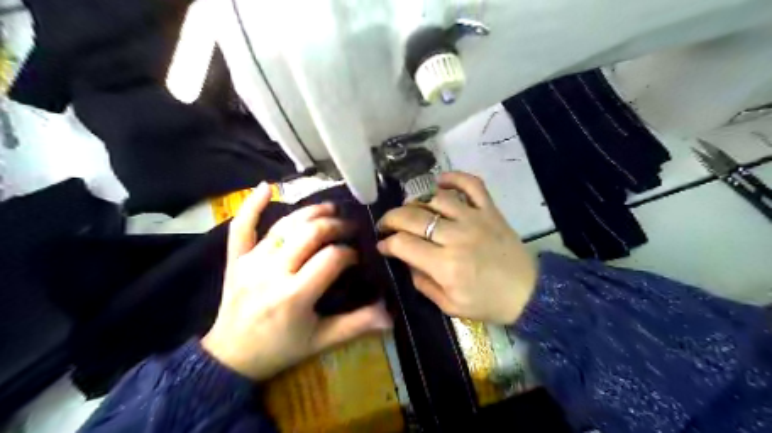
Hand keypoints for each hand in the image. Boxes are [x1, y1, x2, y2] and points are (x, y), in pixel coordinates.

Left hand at [202, 184, 392, 380]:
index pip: (331, 258)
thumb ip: (356, 325)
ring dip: (310, 212)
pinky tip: (266, 187)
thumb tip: (390, 316)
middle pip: (310, 234)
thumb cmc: (280, 349)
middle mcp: (272, 272)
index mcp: (295, 295)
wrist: (230, 358)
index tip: (356, 258)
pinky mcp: (235, 259)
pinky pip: (241, 227)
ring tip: (330, 209)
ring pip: (284, 226)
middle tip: (348, 229)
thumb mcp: (321, 341)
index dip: (349, 253)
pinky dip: (251, 205)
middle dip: (335, 226)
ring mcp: (251, 262)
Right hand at [376, 171, 538, 323]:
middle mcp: (456, 237)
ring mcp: (474, 219)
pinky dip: (454, 177)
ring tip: (411, 210)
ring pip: (436, 198)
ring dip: (417, 202)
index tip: (382, 245)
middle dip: (391, 218)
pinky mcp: (490, 210)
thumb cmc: (488, 303)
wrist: (529, 292)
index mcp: (445, 265)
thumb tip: (406, 260)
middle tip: (386, 224)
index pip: (403, 244)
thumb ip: (423, 283)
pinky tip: (439, 182)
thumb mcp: (450, 306)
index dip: (386, 242)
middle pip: (413, 217)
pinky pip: (471, 184)